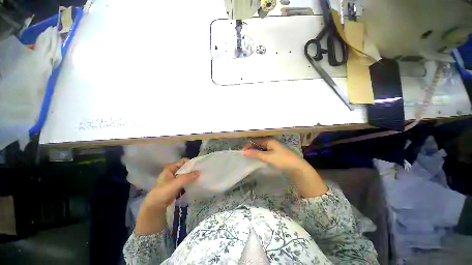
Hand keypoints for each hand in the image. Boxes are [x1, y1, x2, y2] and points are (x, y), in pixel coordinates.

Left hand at [136, 158, 198, 235]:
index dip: (191, 163)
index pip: (183, 161)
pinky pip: (185, 181)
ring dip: (192, 176)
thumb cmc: (163, 192)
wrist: (155, 206)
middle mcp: (173, 171)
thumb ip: (187, 178)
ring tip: (200, 177)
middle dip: (192, 170)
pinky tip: (196, 183)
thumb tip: (199, 172)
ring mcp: (175, 179)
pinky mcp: (177, 185)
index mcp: (170, 168)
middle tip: (201, 172)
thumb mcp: (175, 184)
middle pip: (185, 168)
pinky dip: (190, 181)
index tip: (198, 167)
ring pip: (186, 175)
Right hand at [242, 138, 310, 177]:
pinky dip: (261, 155)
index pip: (255, 141)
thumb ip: (256, 154)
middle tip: (245, 156)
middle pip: (258, 144)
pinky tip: (258, 159)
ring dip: (256, 152)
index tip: (243, 152)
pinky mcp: (276, 153)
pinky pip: (265, 152)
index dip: (249, 146)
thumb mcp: (268, 157)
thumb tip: (244, 151)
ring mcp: (274, 148)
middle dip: (252, 149)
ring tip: (250, 158)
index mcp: (269, 140)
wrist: (297, 168)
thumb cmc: (282, 160)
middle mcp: (271, 142)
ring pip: (262, 149)